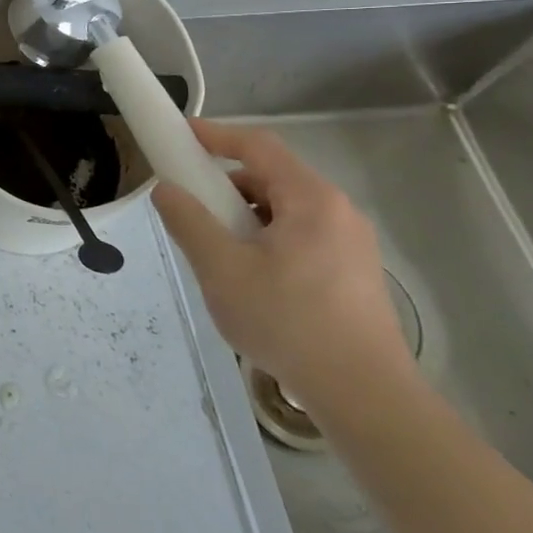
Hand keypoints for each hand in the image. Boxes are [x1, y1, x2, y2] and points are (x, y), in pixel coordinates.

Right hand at [153, 119, 412, 406]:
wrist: (366, 397)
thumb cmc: (289, 323)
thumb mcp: (222, 269)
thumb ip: (189, 222)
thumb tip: (166, 189)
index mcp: (311, 200)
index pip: (258, 146)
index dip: (215, 135)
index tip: (179, 135)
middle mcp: (338, 212)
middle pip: (272, 177)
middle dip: (226, 186)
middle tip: (192, 209)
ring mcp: (352, 244)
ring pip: (284, 211)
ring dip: (245, 217)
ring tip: (219, 253)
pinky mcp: (354, 273)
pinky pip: (300, 236)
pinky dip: (266, 240)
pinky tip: (251, 280)